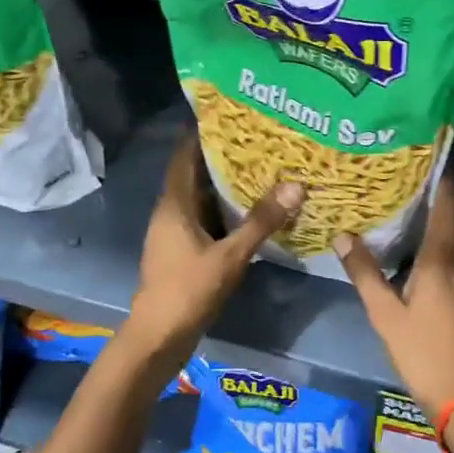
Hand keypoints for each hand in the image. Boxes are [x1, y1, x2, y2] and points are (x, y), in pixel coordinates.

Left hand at [125, 135, 303, 363]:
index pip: (184, 156)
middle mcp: (171, 212)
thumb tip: (295, 186)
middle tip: (258, 140)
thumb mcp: (230, 255)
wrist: (158, 337)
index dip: (202, 133)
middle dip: (223, 157)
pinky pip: (206, 220)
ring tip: (262, 168)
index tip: (229, 115)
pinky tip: (251, 211)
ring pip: (202, 199)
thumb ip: (261, 222)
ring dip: (226, 186)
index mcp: (174, 204)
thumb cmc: (188, 289)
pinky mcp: (183, 252)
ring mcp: (175, 234)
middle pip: (195, 175)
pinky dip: (226, 211)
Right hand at [333, 178, 453, 415]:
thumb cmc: (422, 349)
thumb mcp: (384, 312)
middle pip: (451, 216)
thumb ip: (364, 272)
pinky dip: (437, 236)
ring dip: (436, 214)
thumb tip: (343, 235)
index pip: (446, 205)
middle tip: (403, 172)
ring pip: (453, 234)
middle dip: (433, 192)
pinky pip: (452, 251)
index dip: (439, 179)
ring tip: (404, 198)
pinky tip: (413, 241)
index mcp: (442, 258)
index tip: (421, 155)